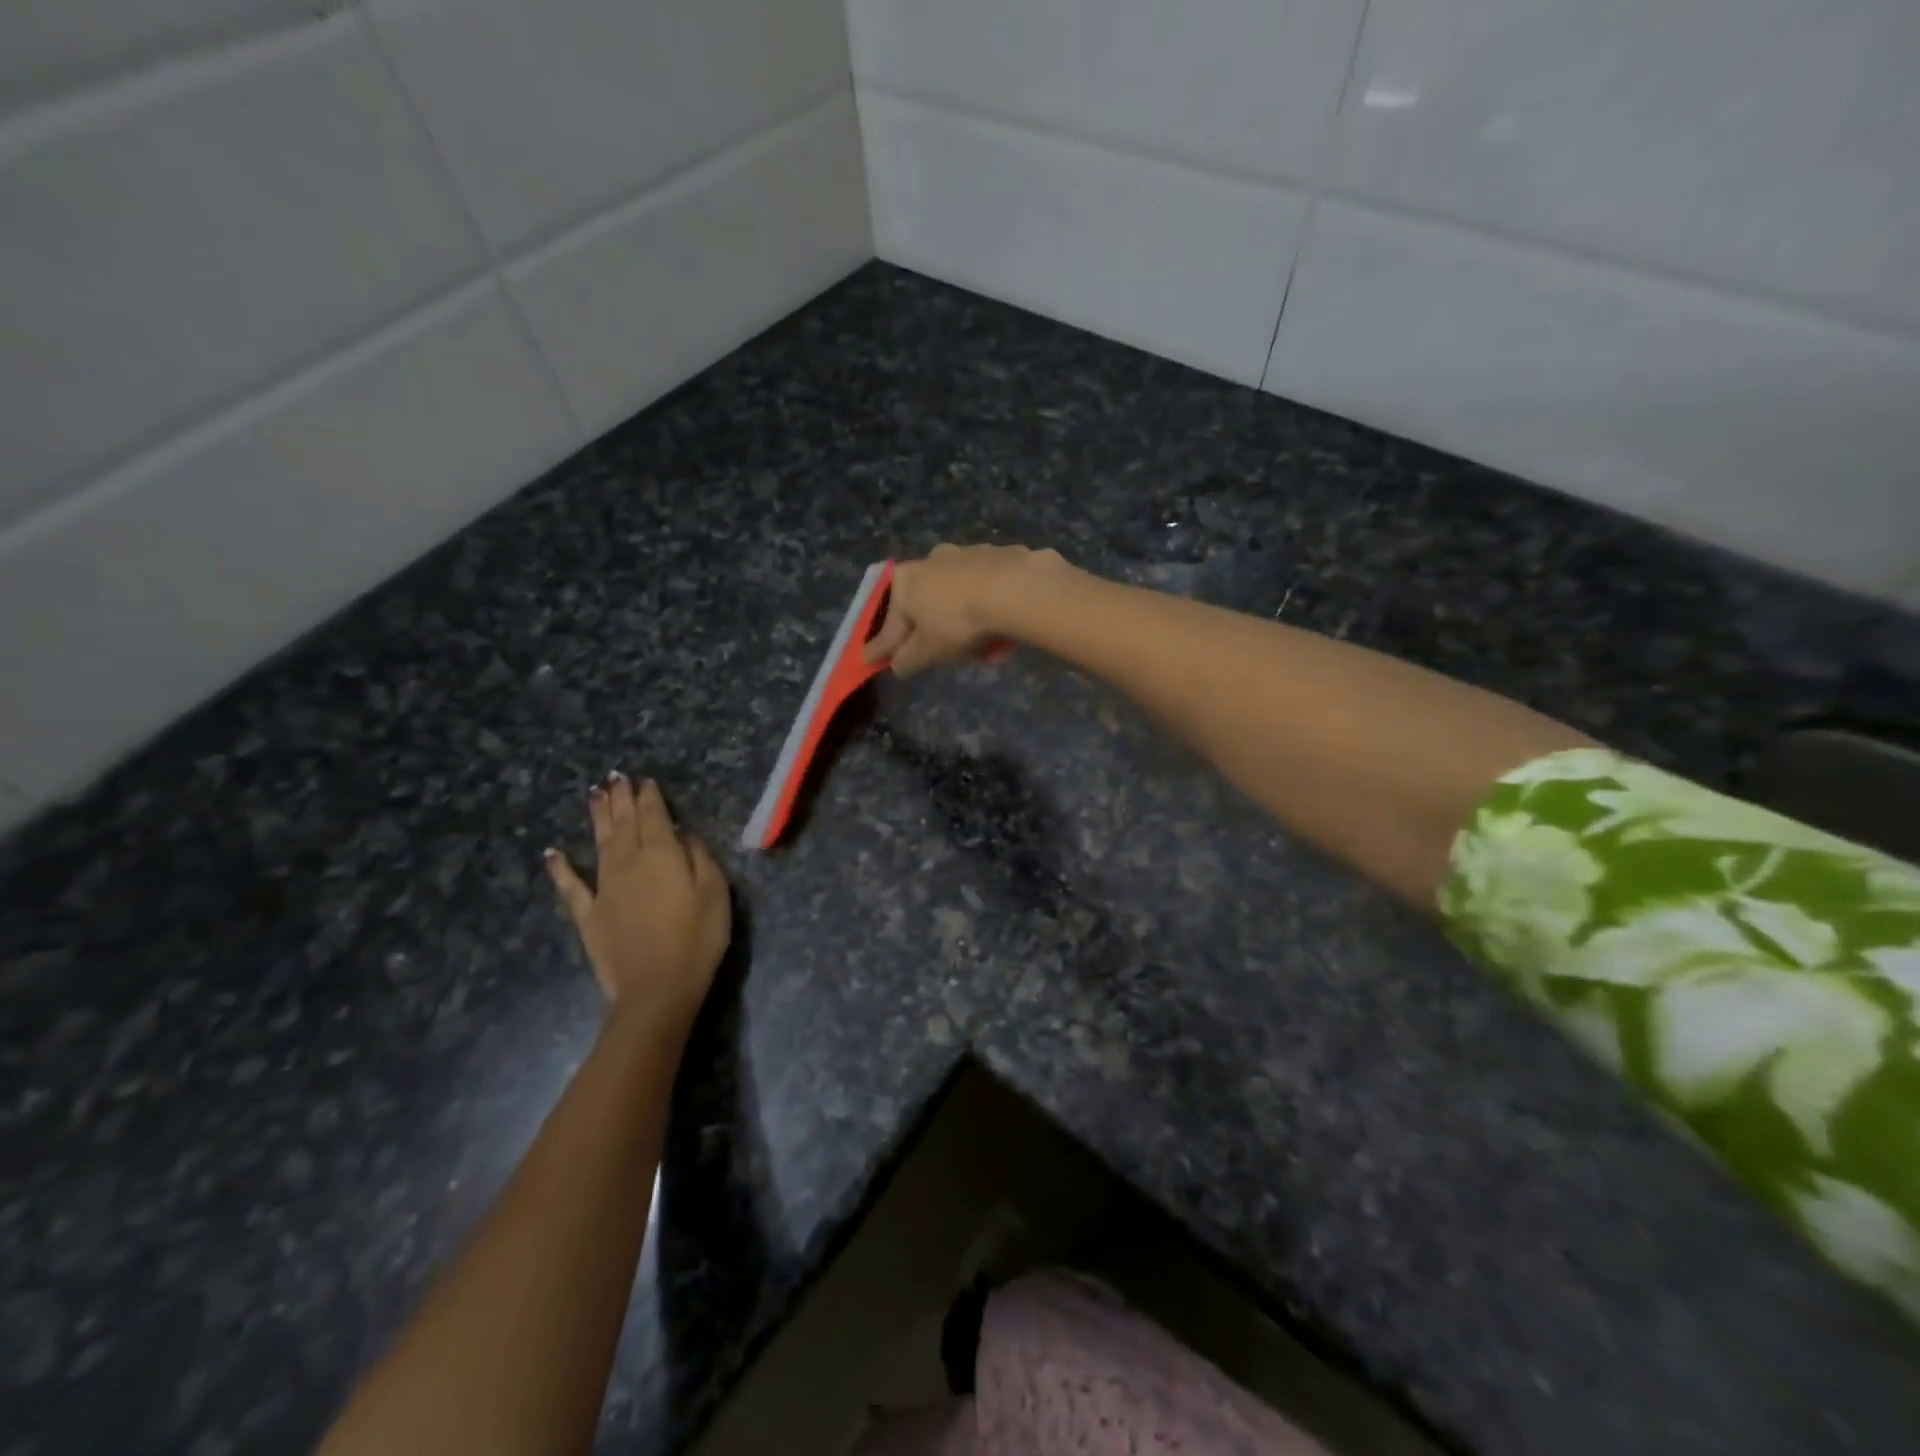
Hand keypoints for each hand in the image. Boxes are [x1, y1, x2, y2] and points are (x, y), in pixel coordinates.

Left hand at [545, 774, 730, 1039]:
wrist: (656, 989)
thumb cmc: (697, 939)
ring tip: (593, 794)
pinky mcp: (588, 914)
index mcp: (662, 855)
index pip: (655, 816)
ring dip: (597, 817)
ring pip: (599, 842)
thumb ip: (699, 857)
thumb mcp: (715, 893)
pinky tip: (552, 853)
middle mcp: (629, 863)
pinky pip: (570, 886)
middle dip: (621, 798)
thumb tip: (684, 834)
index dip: (650, 797)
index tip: (645, 780)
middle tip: (615, 777)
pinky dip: (560, 868)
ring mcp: (604, 888)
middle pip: (624, 823)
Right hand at [864, 543, 1066, 677]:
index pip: (890, 623)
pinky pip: (990, 592)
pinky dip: (991, 610)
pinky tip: (1004, 631)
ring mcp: (969, 553)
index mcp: (906, 580)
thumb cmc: (958, 621)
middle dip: (933, 631)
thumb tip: (897, 666)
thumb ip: (907, 660)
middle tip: (945, 654)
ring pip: (960, 597)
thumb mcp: (927, 651)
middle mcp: (932, 560)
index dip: (882, 646)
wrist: (1015, 589)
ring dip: (966, 622)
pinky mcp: (1002, 556)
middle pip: (926, 605)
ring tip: (982, 649)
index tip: (871, 659)